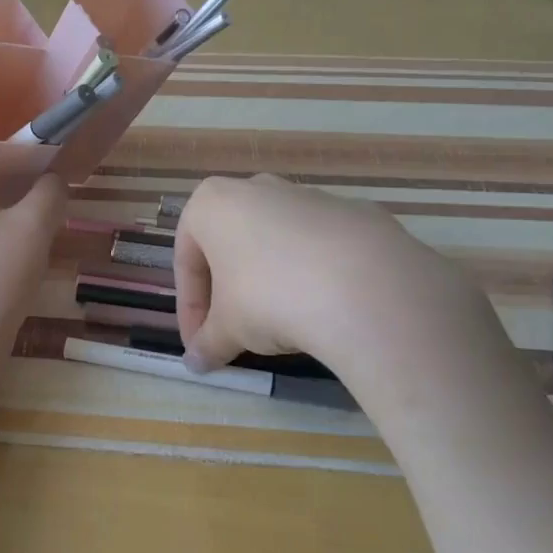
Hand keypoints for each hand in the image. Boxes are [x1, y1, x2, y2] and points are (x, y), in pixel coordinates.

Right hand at [173, 174, 486, 377]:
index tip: (200, 343)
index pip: (187, 262)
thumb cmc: (269, 298)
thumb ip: (208, 343)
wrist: (364, 287)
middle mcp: (256, 188)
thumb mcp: (229, 330)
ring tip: (282, 324)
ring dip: (269, 280)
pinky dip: (314, 273)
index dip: (190, 309)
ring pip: (276, 242)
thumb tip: (196, 363)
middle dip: (228, 290)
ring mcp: (309, 195)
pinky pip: (320, 246)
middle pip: (230, 245)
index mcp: (212, 204)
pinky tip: (324, 308)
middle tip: (234, 333)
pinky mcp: (355, 211)